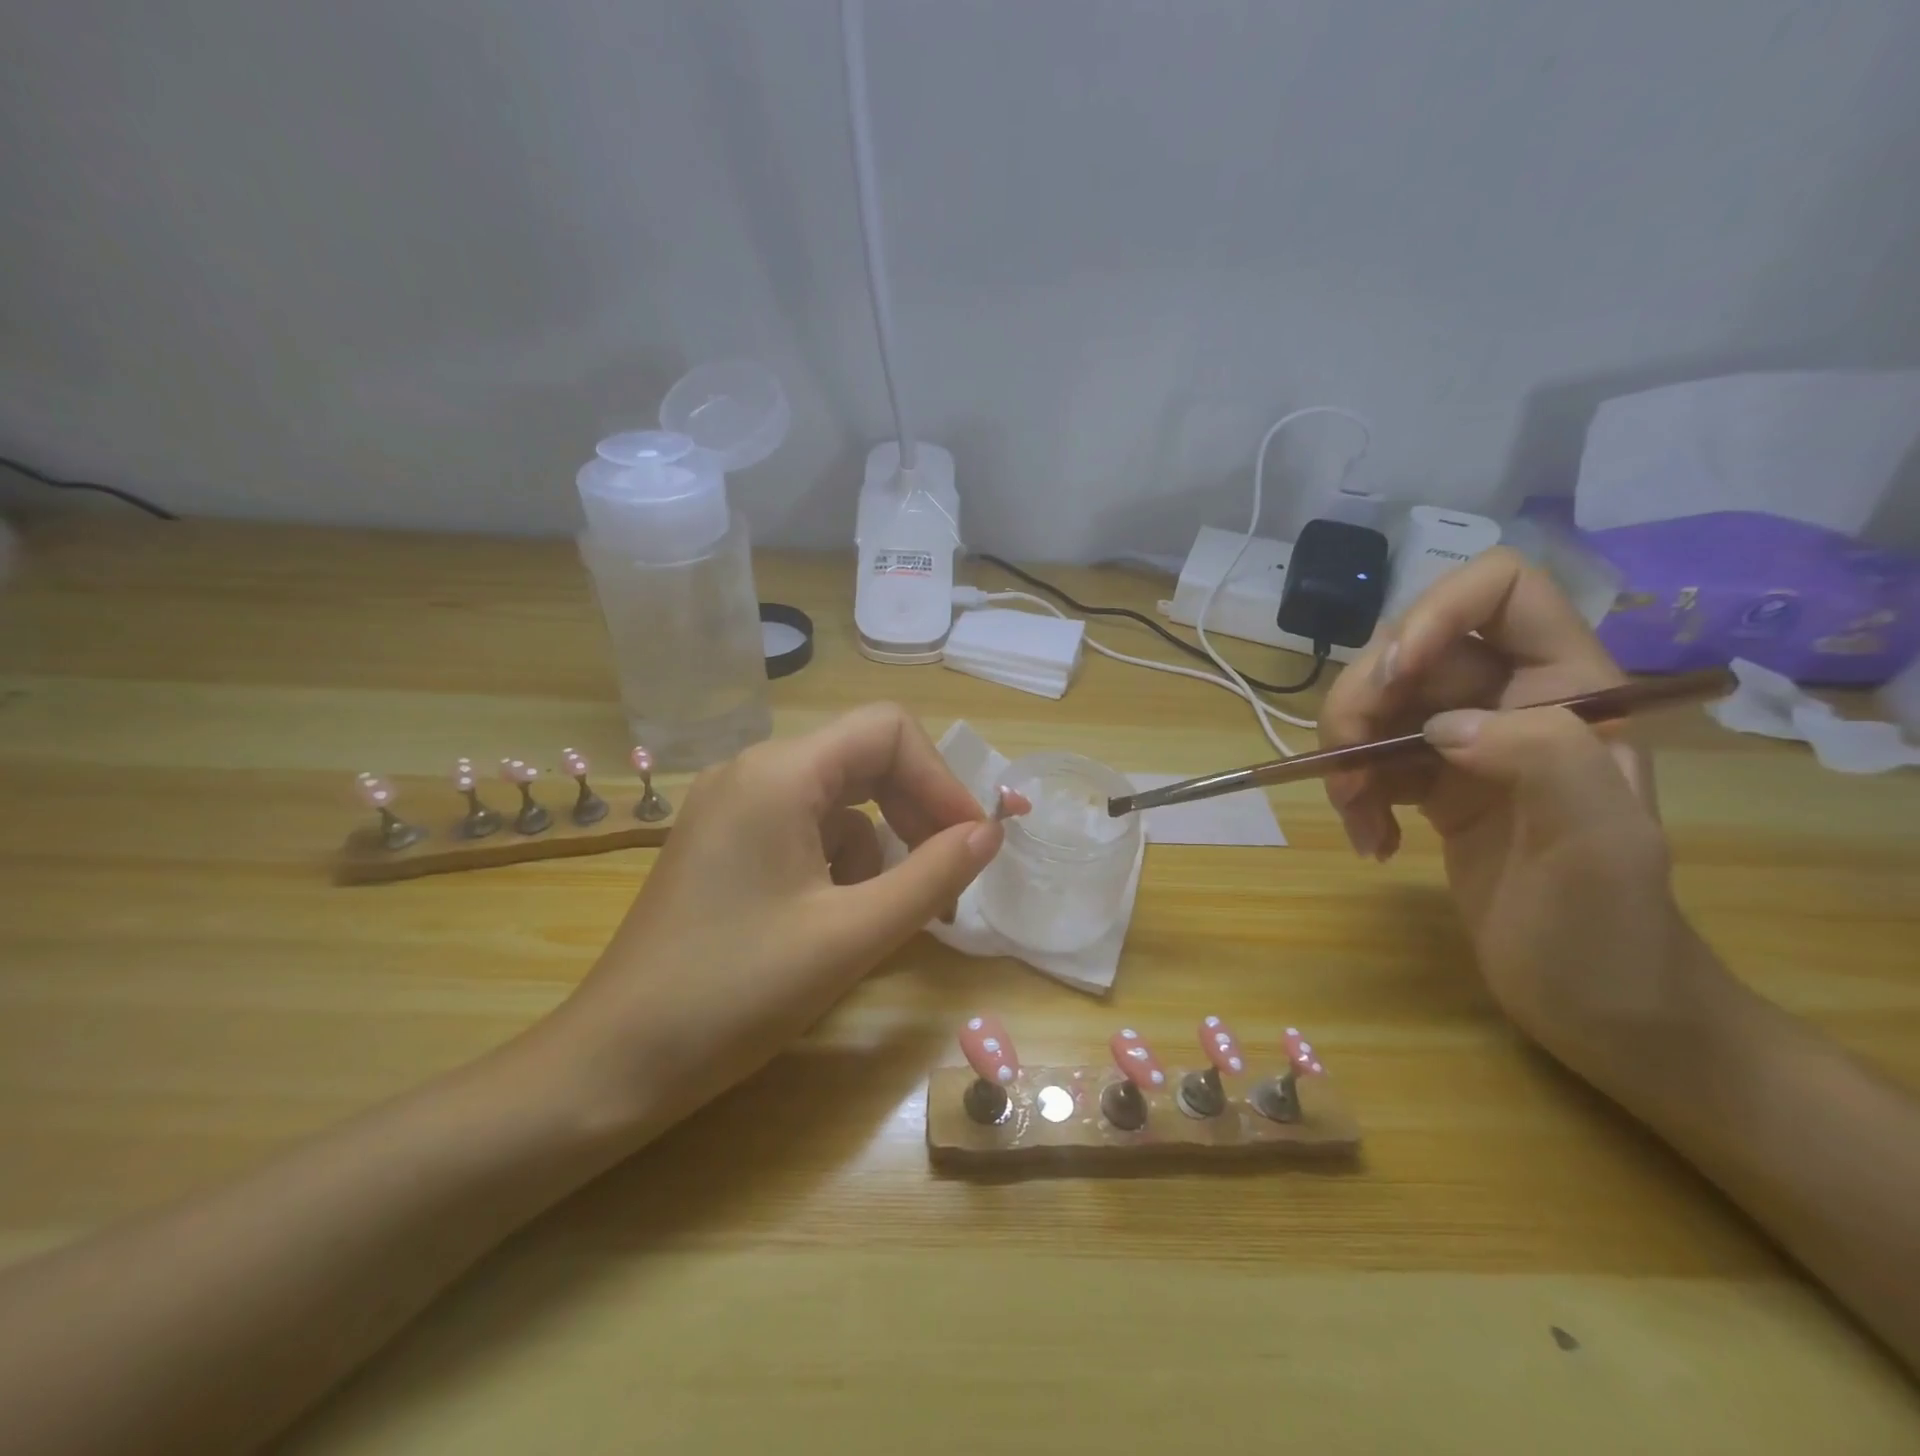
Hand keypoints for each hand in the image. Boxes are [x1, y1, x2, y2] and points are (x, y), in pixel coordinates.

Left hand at [536, 704, 1002, 1136]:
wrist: (614, 1065)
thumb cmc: (735, 994)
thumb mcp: (851, 935)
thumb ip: (932, 875)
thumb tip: (990, 832)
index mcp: (779, 773)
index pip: (889, 731)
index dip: (941, 780)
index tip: (971, 844)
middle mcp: (752, 771)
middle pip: (865, 759)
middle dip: (915, 815)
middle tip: (947, 882)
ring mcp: (732, 807)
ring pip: (839, 800)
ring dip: (879, 849)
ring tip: (882, 918)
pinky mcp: (724, 844)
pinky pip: (805, 829)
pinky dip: (840, 864)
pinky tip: (834, 921)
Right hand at [1321, 549, 1699, 1076]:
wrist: (1596, 1005)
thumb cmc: (1608, 930)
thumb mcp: (1600, 846)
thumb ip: (1544, 759)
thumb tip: (1442, 728)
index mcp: (1569, 687)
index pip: (1501, 589)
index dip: (1435, 612)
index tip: (1393, 679)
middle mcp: (1511, 698)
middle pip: (1408, 648)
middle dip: (1362, 702)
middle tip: (1346, 770)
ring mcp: (1466, 741)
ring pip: (1375, 702)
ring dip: (1344, 753)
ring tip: (1354, 814)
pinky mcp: (1431, 782)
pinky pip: (1367, 757)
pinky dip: (1351, 793)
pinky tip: (1370, 840)